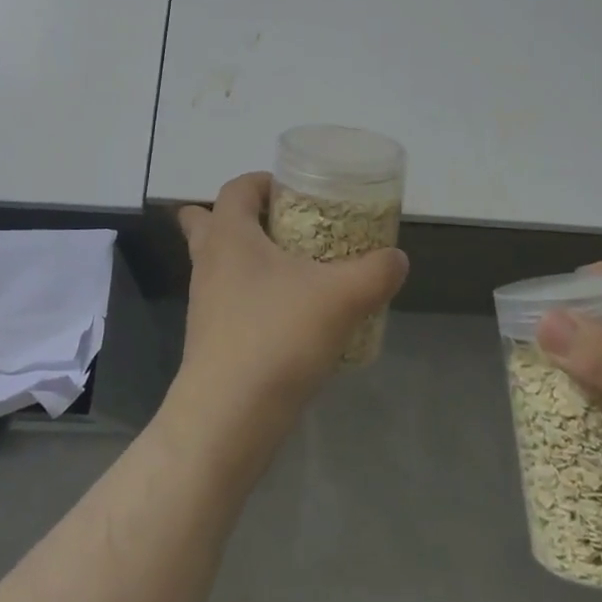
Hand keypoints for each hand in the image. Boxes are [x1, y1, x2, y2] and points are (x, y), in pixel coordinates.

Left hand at [166, 172, 408, 455]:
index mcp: (230, 235)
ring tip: (295, 273)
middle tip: (283, 226)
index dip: (263, 181)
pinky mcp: (209, 341)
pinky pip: (229, 303)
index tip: (296, 191)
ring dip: (249, 260)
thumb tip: (397, 258)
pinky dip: (253, 300)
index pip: (237, 187)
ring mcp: (204, 304)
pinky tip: (291, 320)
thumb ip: (374, 273)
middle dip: (245, 218)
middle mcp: (209, 262)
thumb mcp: (340, 298)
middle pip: (210, 222)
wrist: (226, 421)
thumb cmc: (276, 338)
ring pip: (219, 265)